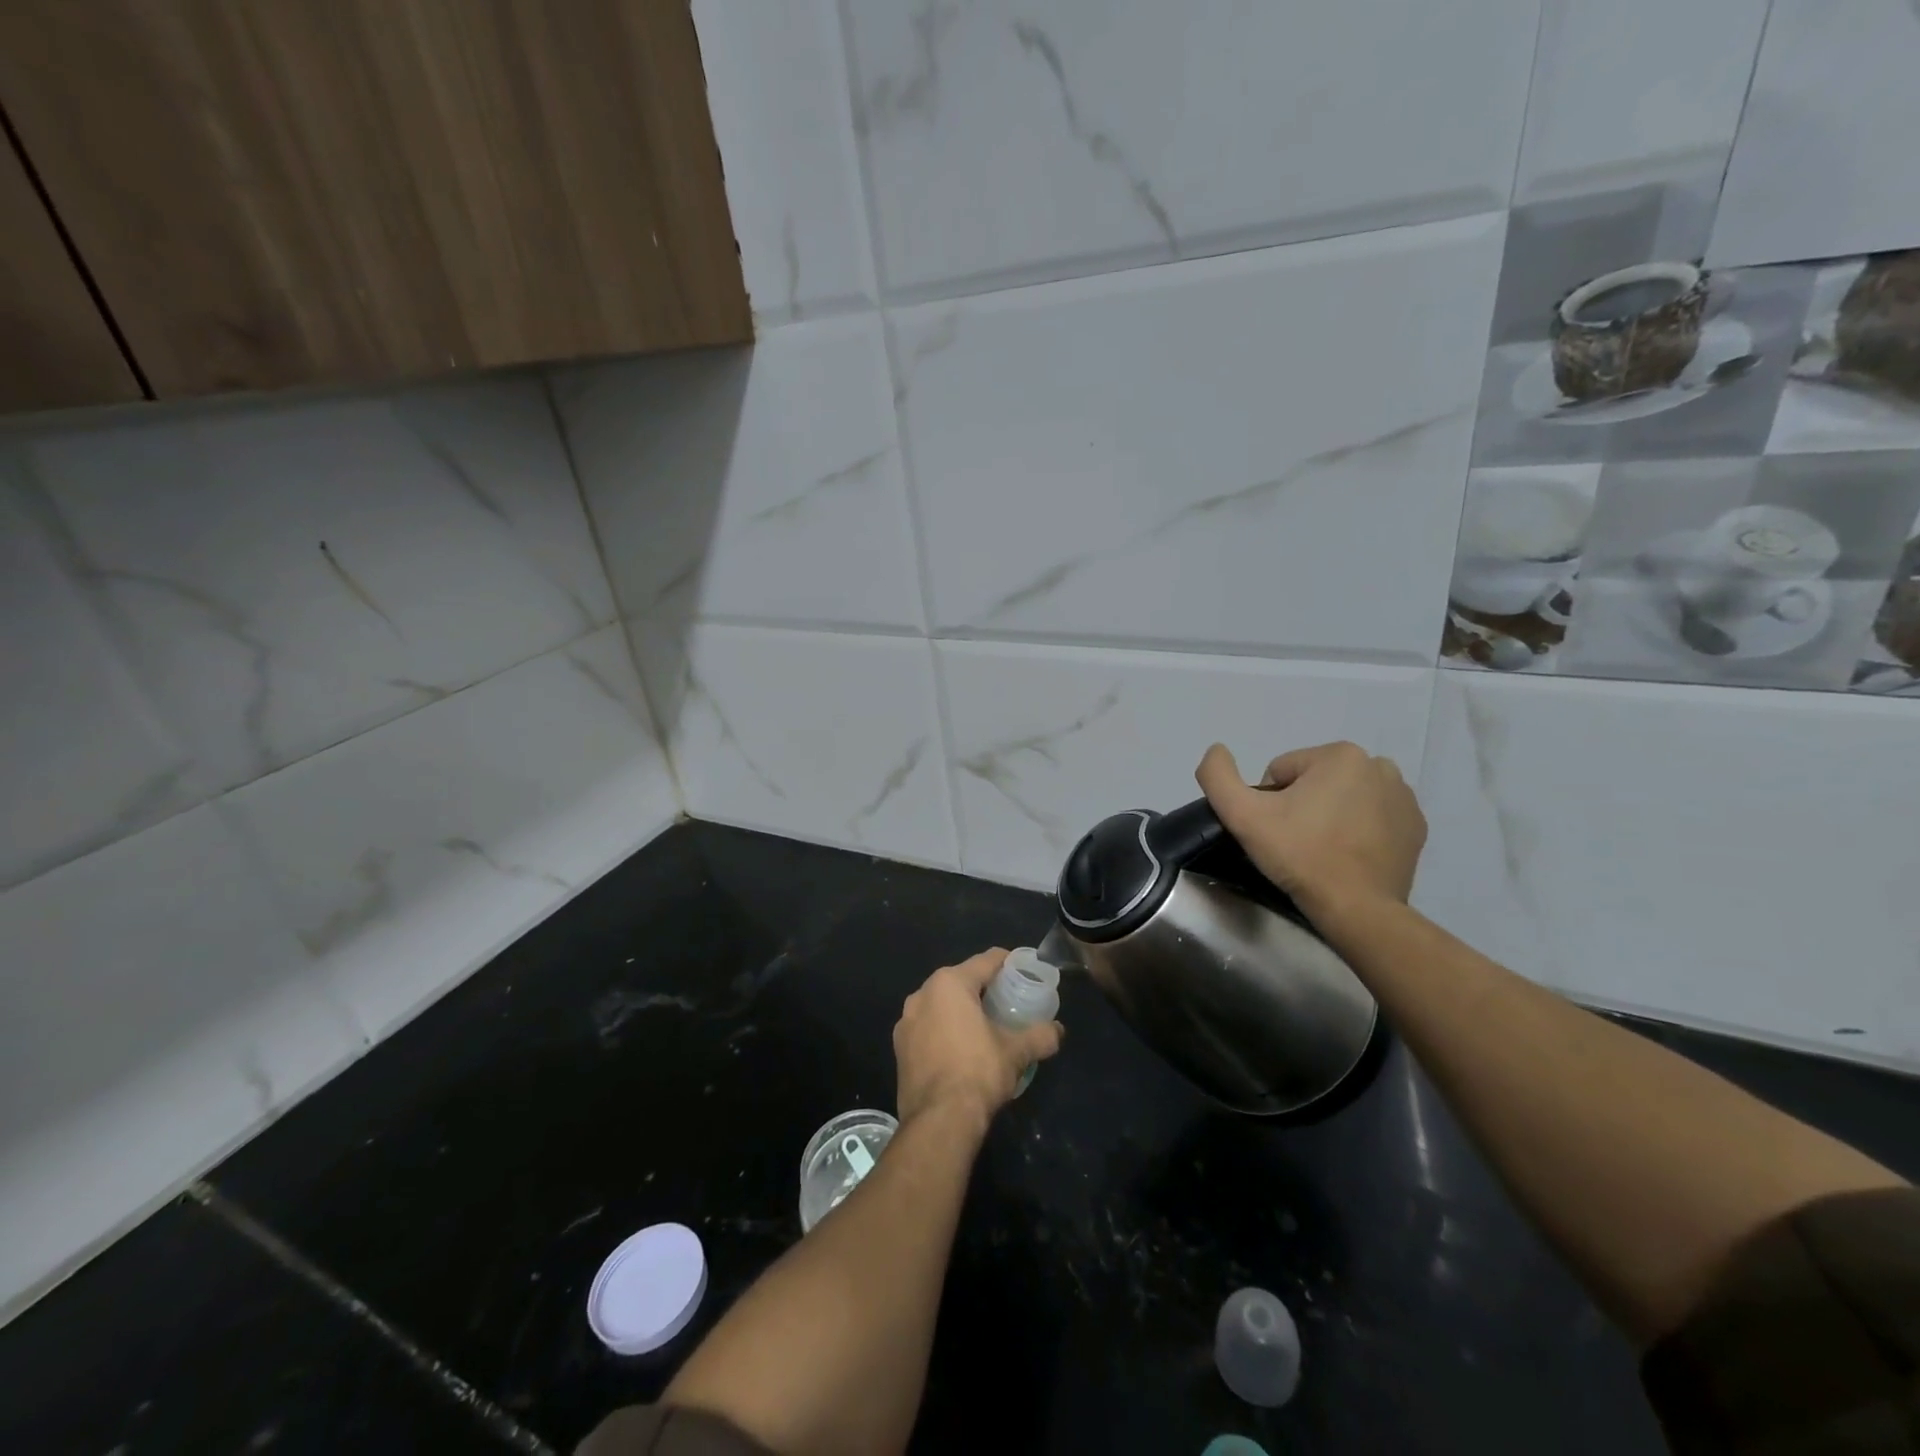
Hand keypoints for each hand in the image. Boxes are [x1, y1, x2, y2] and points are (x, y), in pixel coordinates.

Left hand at [894, 949, 1062, 1131]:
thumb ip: (1040, 1036)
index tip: (1024, 971)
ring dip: (961, 1011)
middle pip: (961, 981)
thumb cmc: (978, 1072)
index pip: (986, 961)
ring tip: (985, 1027)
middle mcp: (922, 994)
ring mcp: (906, 1022)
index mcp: (949, 983)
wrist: (938, 1121)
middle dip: (984, 989)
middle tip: (1008, 1002)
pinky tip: (961, 1050)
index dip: (1008, 963)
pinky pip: (928, 1028)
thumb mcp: (1016, 1052)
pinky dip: (944, 1031)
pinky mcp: (899, 1048)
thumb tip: (1058, 1031)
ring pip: (941, 1005)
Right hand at [1195, 741, 1425, 919]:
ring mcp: (1403, 798)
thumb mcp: (1242, 815)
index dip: (1269, 801)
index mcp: (1340, 755)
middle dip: (1301, 805)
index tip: (1275, 830)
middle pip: (1315, 780)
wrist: (1356, 908)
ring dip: (1329, 815)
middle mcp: (1379, 766)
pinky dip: (1358, 830)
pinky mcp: (1416, 828)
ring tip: (1321, 849)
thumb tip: (1217, 750)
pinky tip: (1347, 855)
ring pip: (1344, 797)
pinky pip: (1372, 817)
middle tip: (1295, 841)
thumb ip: (1217, 776)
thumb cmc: (1299, 855)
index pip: (1283, 771)